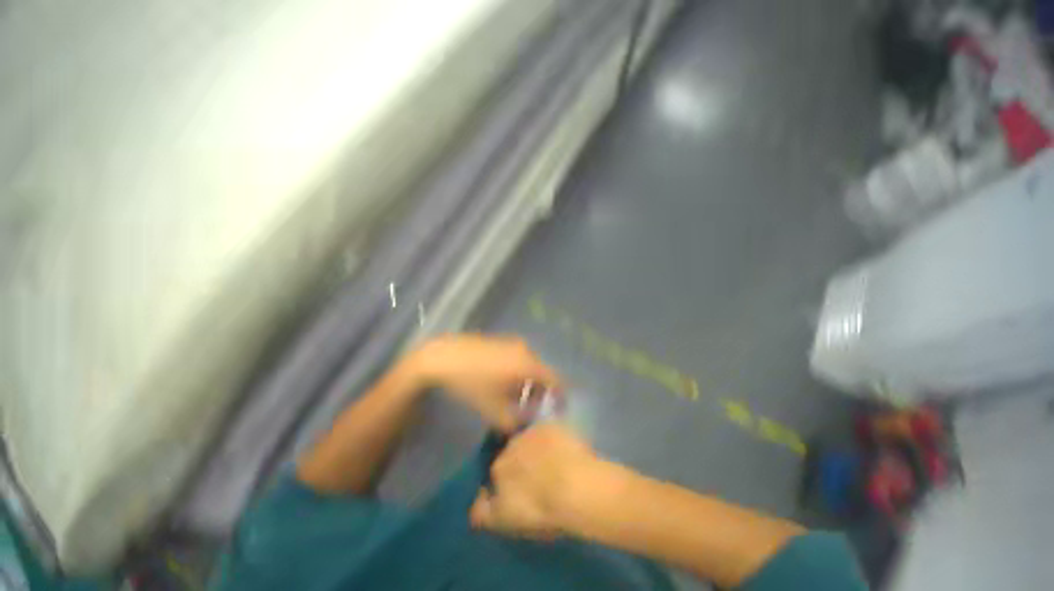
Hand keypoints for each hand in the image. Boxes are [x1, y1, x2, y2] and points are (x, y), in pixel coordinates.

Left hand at [407, 334, 562, 432]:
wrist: (443, 357)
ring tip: (512, 397)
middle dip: (539, 392)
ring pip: (528, 365)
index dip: (560, 396)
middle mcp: (526, 350)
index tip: (558, 410)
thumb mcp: (495, 410)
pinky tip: (500, 382)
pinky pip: (517, 357)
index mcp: (529, 365)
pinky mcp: (500, 340)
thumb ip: (518, 421)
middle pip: (542, 372)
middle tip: (529, 408)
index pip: (556, 380)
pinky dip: (517, 371)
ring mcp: (512, 342)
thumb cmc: (471, 384)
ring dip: (526, 382)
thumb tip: (529, 421)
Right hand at [470, 423, 611, 538]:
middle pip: (513, 451)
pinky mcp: (553, 424)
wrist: (576, 486)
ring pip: (530, 439)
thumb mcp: (504, 520)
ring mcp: (533, 431)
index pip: (497, 471)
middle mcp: (512, 443)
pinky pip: (549, 430)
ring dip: (536, 447)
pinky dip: (553, 439)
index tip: (518, 489)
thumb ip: (483, 511)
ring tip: (552, 462)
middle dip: (521, 461)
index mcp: (498, 466)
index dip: (507, 480)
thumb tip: (476, 503)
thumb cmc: (540, 509)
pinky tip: (564, 450)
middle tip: (537, 475)